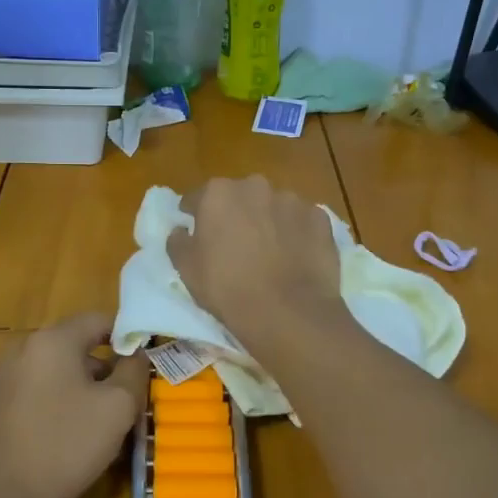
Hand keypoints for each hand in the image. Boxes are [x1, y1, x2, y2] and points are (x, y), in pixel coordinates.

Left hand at [0, 313, 147, 497]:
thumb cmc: (67, 447)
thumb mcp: (119, 407)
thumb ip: (134, 371)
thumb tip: (136, 354)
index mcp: (51, 341)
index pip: (96, 320)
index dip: (124, 336)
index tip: (140, 363)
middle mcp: (18, 350)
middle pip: (70, 347)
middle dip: (99, 368)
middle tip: (121, 400)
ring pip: (47, 374)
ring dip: (72, 389)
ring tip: (91, 425)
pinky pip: (25, 397)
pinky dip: (45, 407)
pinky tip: (56, 441)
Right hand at [168, 176, 348, 348]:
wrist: (288, 312)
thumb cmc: (228, 288)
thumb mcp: (186, 269)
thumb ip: (178, 242)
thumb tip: (180, 230)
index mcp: (218, 193)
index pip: (198, 198)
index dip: (194, 215)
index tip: (196, 232)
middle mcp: (255, 186)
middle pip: (239, 197)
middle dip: (236, 214)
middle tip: (235, 245)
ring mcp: (292, 200)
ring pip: (273, 207)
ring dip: (268, 222)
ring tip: (270, 254)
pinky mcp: (320, 219)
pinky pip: (302, 222)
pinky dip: (297, 234)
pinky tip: (296, 258)